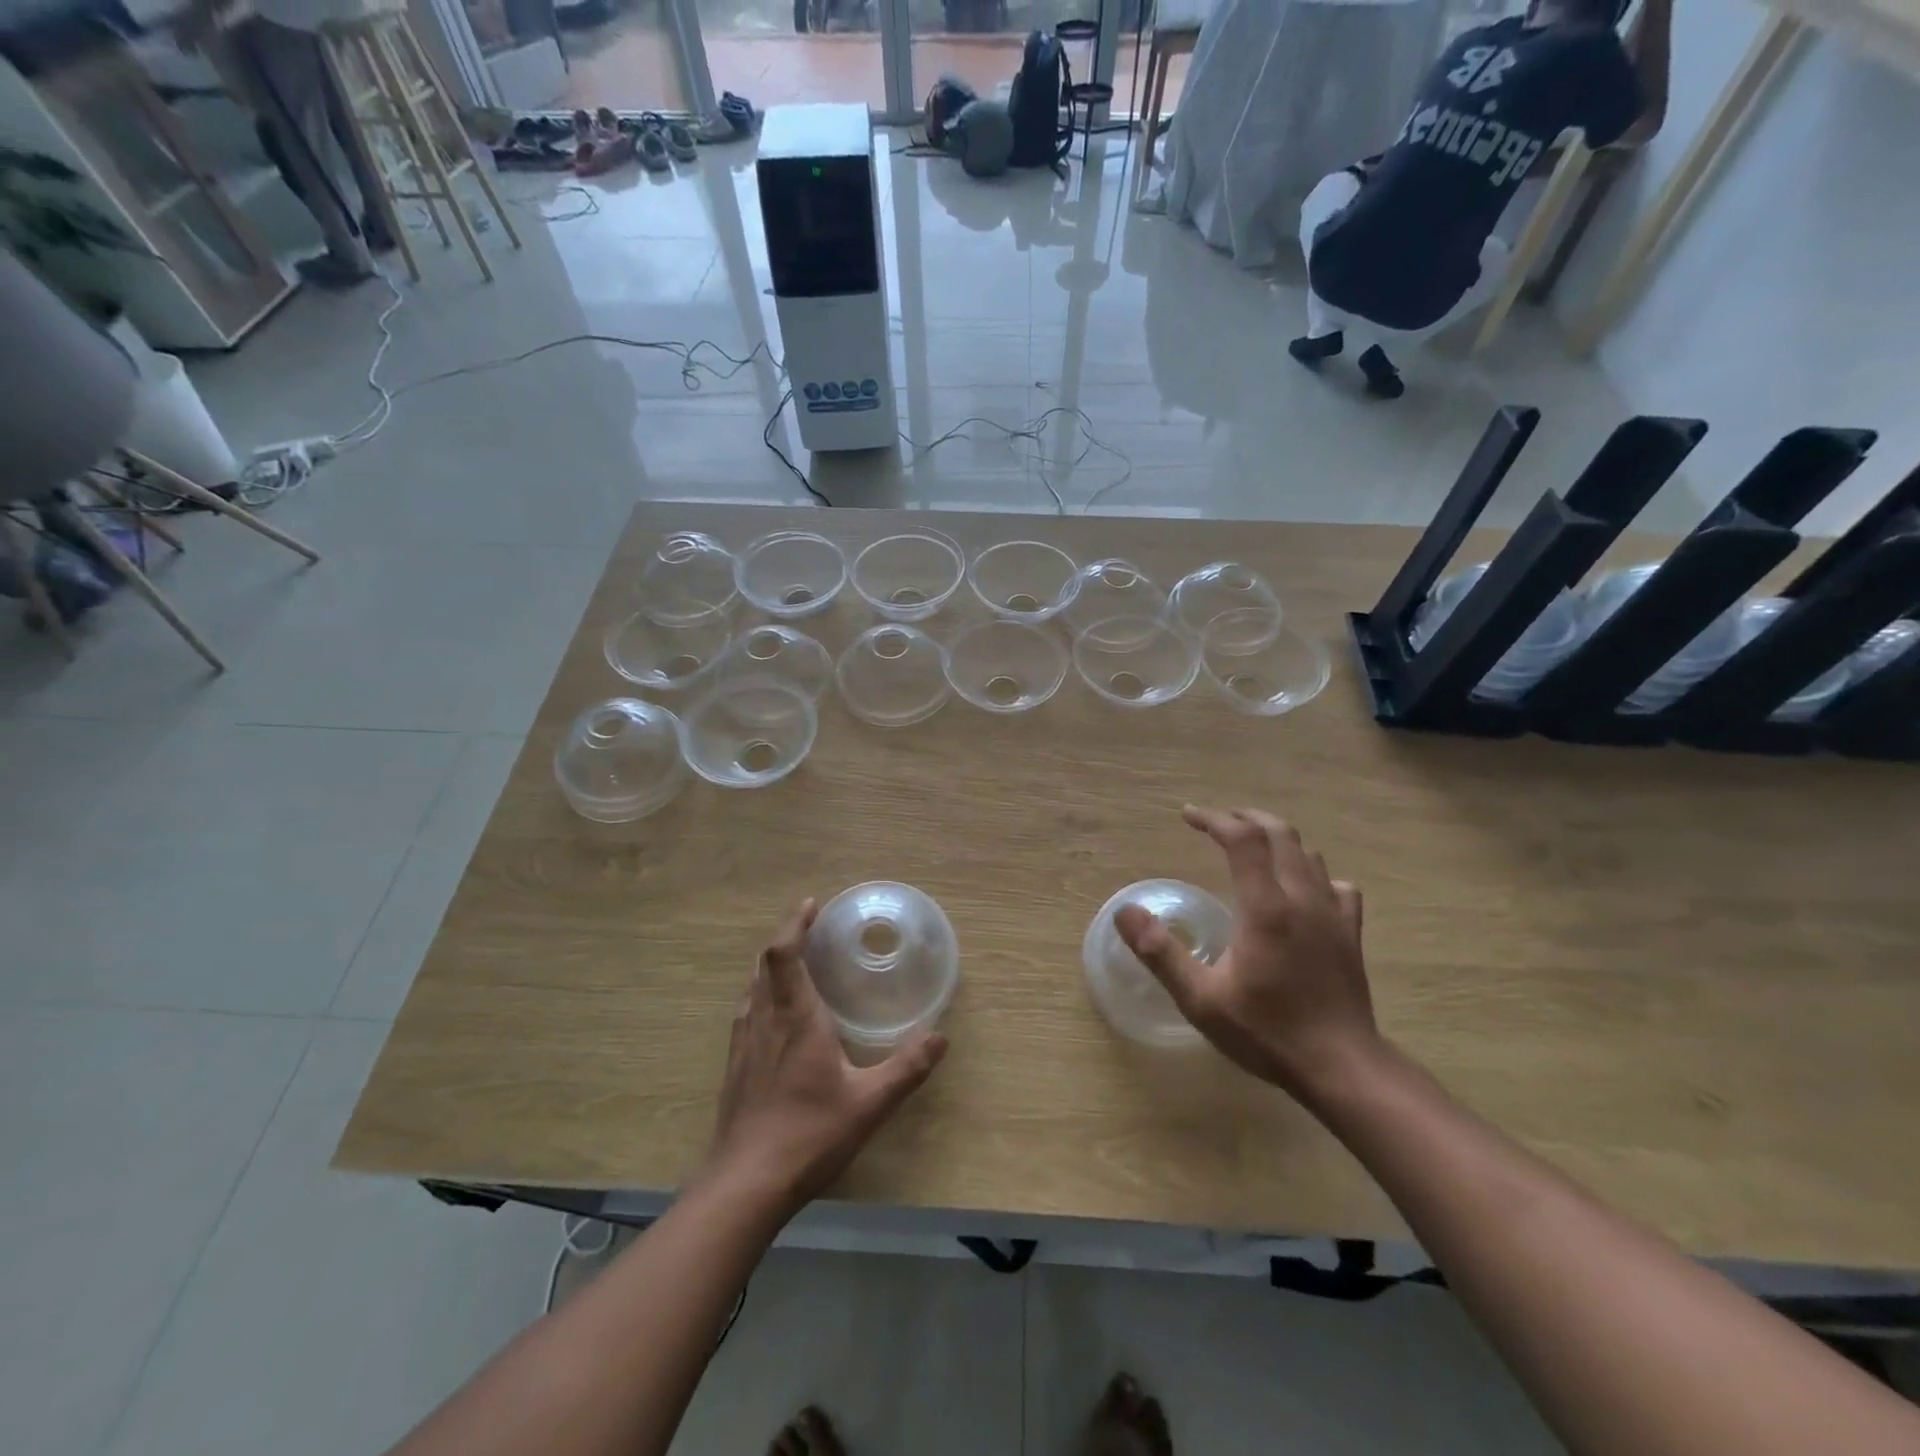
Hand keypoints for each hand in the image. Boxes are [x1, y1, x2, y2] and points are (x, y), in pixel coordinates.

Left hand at [704, 900, 946, 1218]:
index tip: (812, 905)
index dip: (795, 923)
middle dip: (786, 938)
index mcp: (796, 1018)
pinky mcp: (733, 1066)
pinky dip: (760, 994)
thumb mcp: (869, 1104)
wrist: (745, 1184)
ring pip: (751, 987)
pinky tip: (774, 1016)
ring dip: (771, 966)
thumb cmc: (809, 1135)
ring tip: (796, 964)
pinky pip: (745, 1012)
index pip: (784, 954)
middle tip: (811, 929)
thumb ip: (907, 1068)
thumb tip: (940, 1036)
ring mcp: (743, 1043)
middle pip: (765, 964)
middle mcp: (764, 1020)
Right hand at [1114, 805, 1382, 1100]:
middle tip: (1215, 822)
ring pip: (1308, 855)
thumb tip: (1124, 912)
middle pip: (1279, 834)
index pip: (1242, 839)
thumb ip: (1159, 953)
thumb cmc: (1266, 1032)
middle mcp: (1302, 899)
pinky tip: (1302, 889)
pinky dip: (1313, 874)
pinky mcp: (1351, 934)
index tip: (1187, 816)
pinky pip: (1336, 886)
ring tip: (1249, 848)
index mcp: (1265, 907)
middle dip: (1244, 819)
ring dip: (1276, 840)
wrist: (1342, 1068)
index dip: (1213, 819)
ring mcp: (1333, 915)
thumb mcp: (1200, 999)